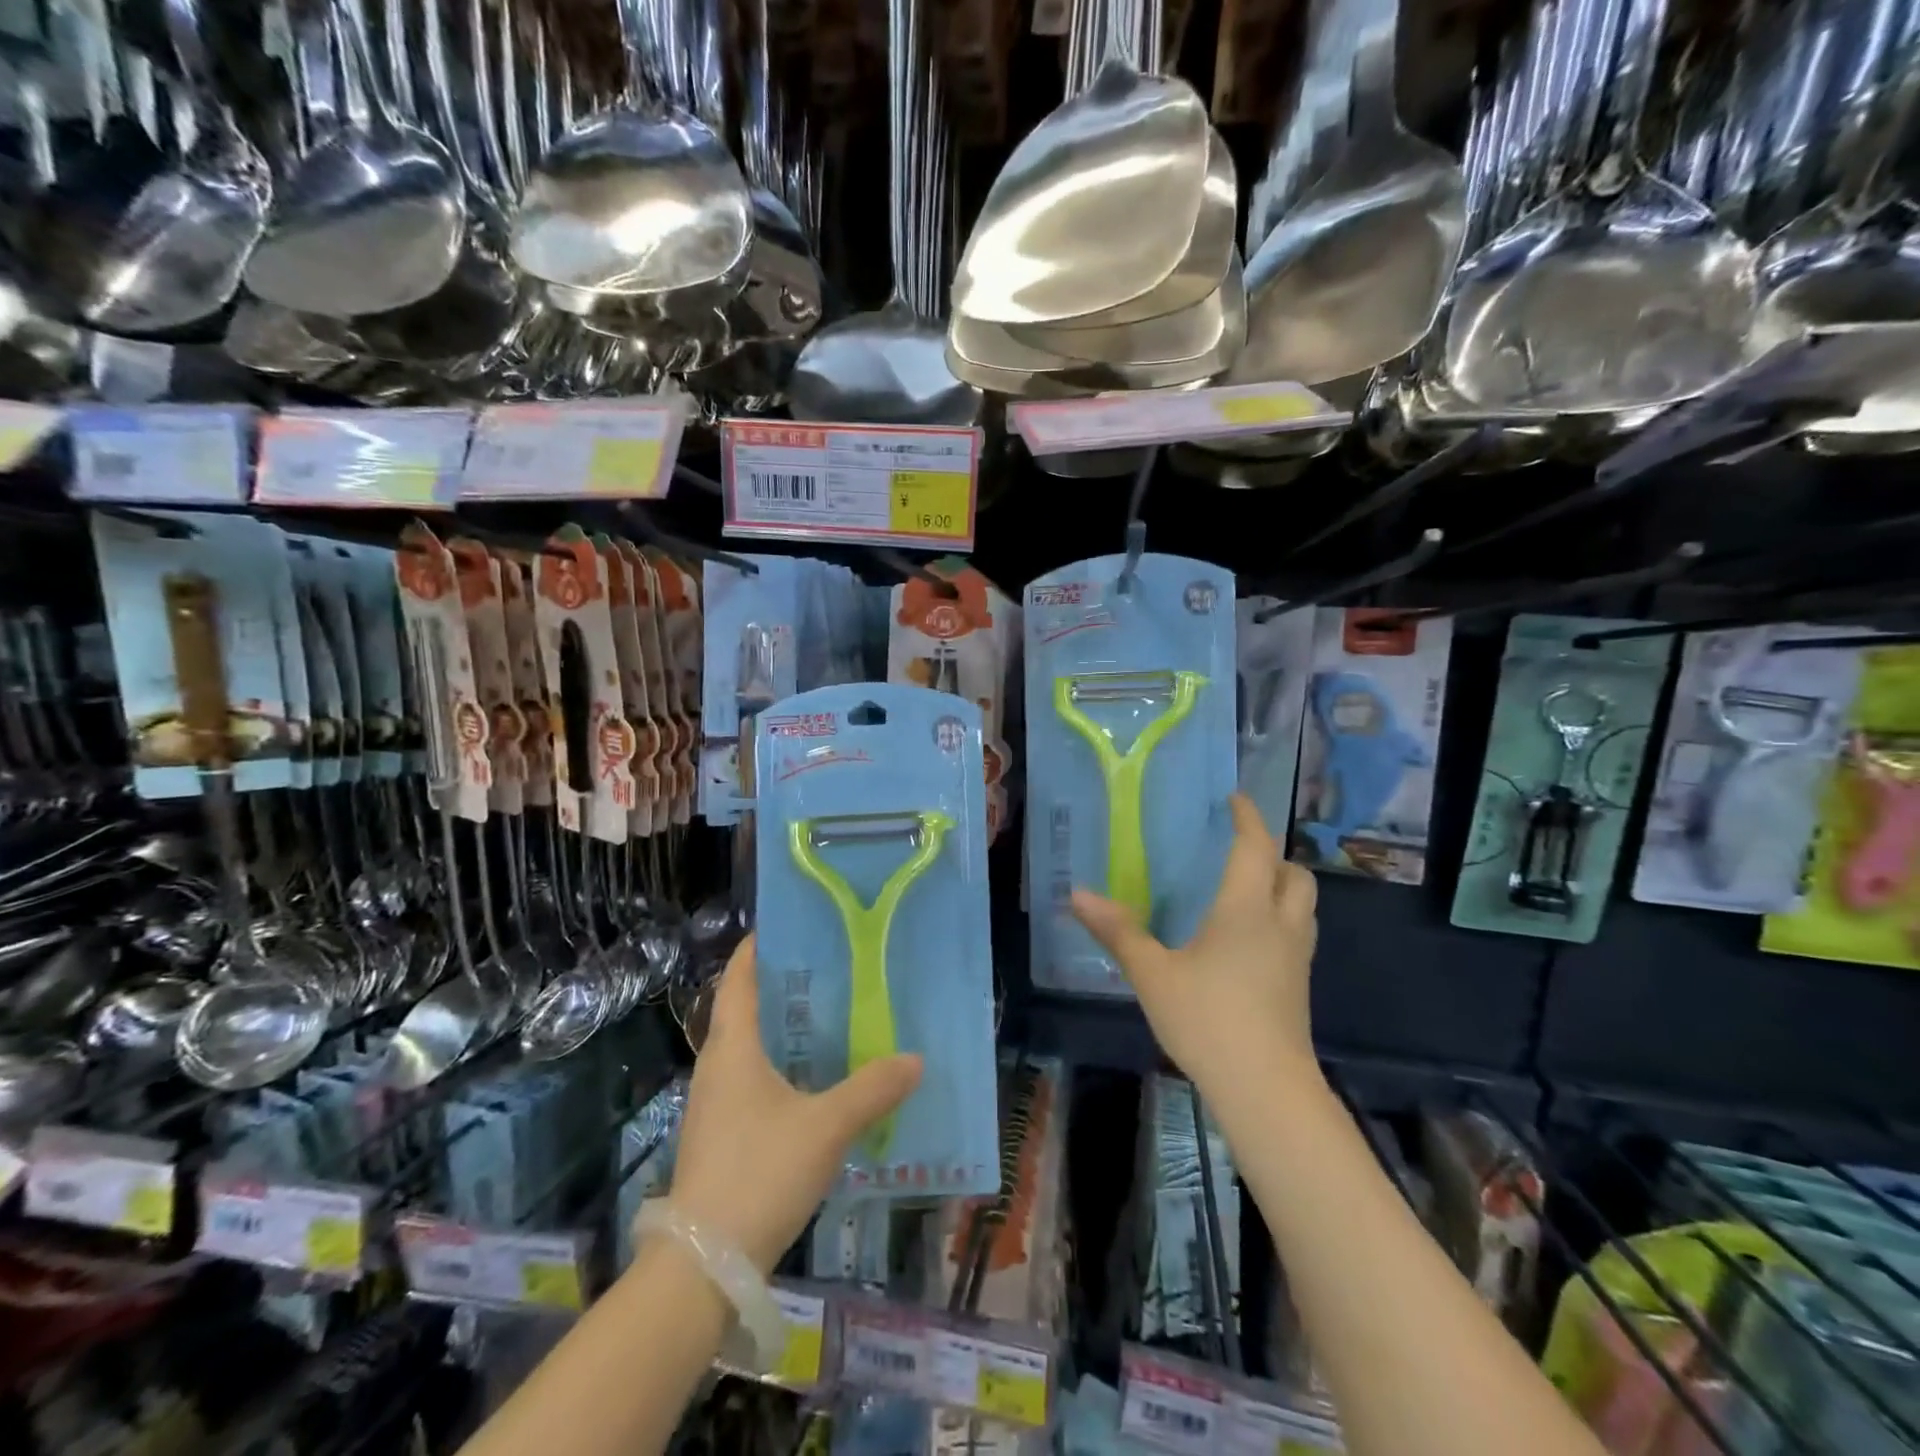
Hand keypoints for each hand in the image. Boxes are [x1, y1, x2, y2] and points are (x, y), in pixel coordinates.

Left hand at [667, 935, 922, 1272]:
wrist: (702, 1266)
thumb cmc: (759, 1173)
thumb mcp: (826, 1127)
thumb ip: (872, 1090)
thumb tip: (915, 1060)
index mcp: (732, 1048)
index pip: (738, 980)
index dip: (756, 949)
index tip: (788, 926)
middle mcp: (717, 1067)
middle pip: (745, 1010)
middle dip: (782, 987)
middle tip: (830, 971)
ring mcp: (714, 1105)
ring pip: (749, 1050)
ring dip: (782, 1031)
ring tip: (830, 1021)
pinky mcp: (720, 1137)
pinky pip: (752, 1083)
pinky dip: (780, 1069)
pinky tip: (814, 1085)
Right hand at [1072, 793, 1318, 1101]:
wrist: (1266, 1089)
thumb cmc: (1208, 1020)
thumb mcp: (1152, 974)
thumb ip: (1118, 931)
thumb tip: (1077, 894)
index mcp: (1245, 909)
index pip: (1255, 848)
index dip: (1248, 818)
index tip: (1235, 799)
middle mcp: (1280, 924)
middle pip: (1294, 874)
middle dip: (1272, 854)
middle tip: (1239, 851)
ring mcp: (1297, 958)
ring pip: (1303, 904)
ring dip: (1282, 885)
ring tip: (1246, 889)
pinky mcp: (1300, 986)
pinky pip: (1298, 933)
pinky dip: (1281, 918)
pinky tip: (1249, 939)